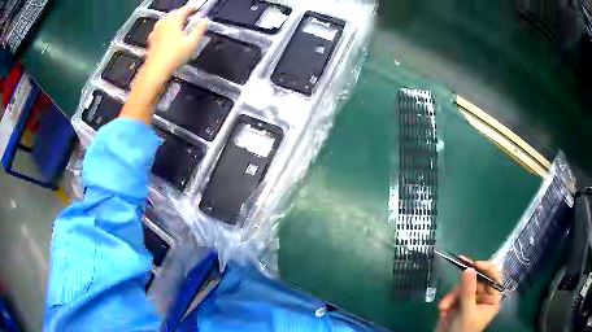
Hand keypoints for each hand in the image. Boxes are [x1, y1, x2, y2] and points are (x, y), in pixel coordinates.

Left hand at [146, 5, 207, 78]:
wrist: (156, 70)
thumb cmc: (175, 55)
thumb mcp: (192, 42)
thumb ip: (200, 29)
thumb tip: (205, 21)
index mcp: (174, 20)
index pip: (185, 9)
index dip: (193, 8)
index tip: (198, 9)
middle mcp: (164, 22)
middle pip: (174, 13)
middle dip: (183, 13)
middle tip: (190, 17)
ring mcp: (156, 31)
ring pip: (166, 21)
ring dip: (173, 21)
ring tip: (180, 25)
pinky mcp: (151, 40)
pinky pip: (160, 29)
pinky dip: (166, 29)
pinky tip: (168, 34)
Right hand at [436, 260, 502, 331]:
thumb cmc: (462, 331)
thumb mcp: (466, 312)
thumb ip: (468, 291)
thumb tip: (469, 268)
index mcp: (492, 298)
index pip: (494, 277)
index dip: (486, 269)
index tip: (474, 264)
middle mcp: (483, 295)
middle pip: (476, 279)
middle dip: (462, 286)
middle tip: (454, 288)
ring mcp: (471, 298)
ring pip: (463, 285)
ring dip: (452, 295)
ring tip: (444, 307)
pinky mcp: (459, 301)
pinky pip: (454, 292)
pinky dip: (447, 300)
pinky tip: (443, 309)